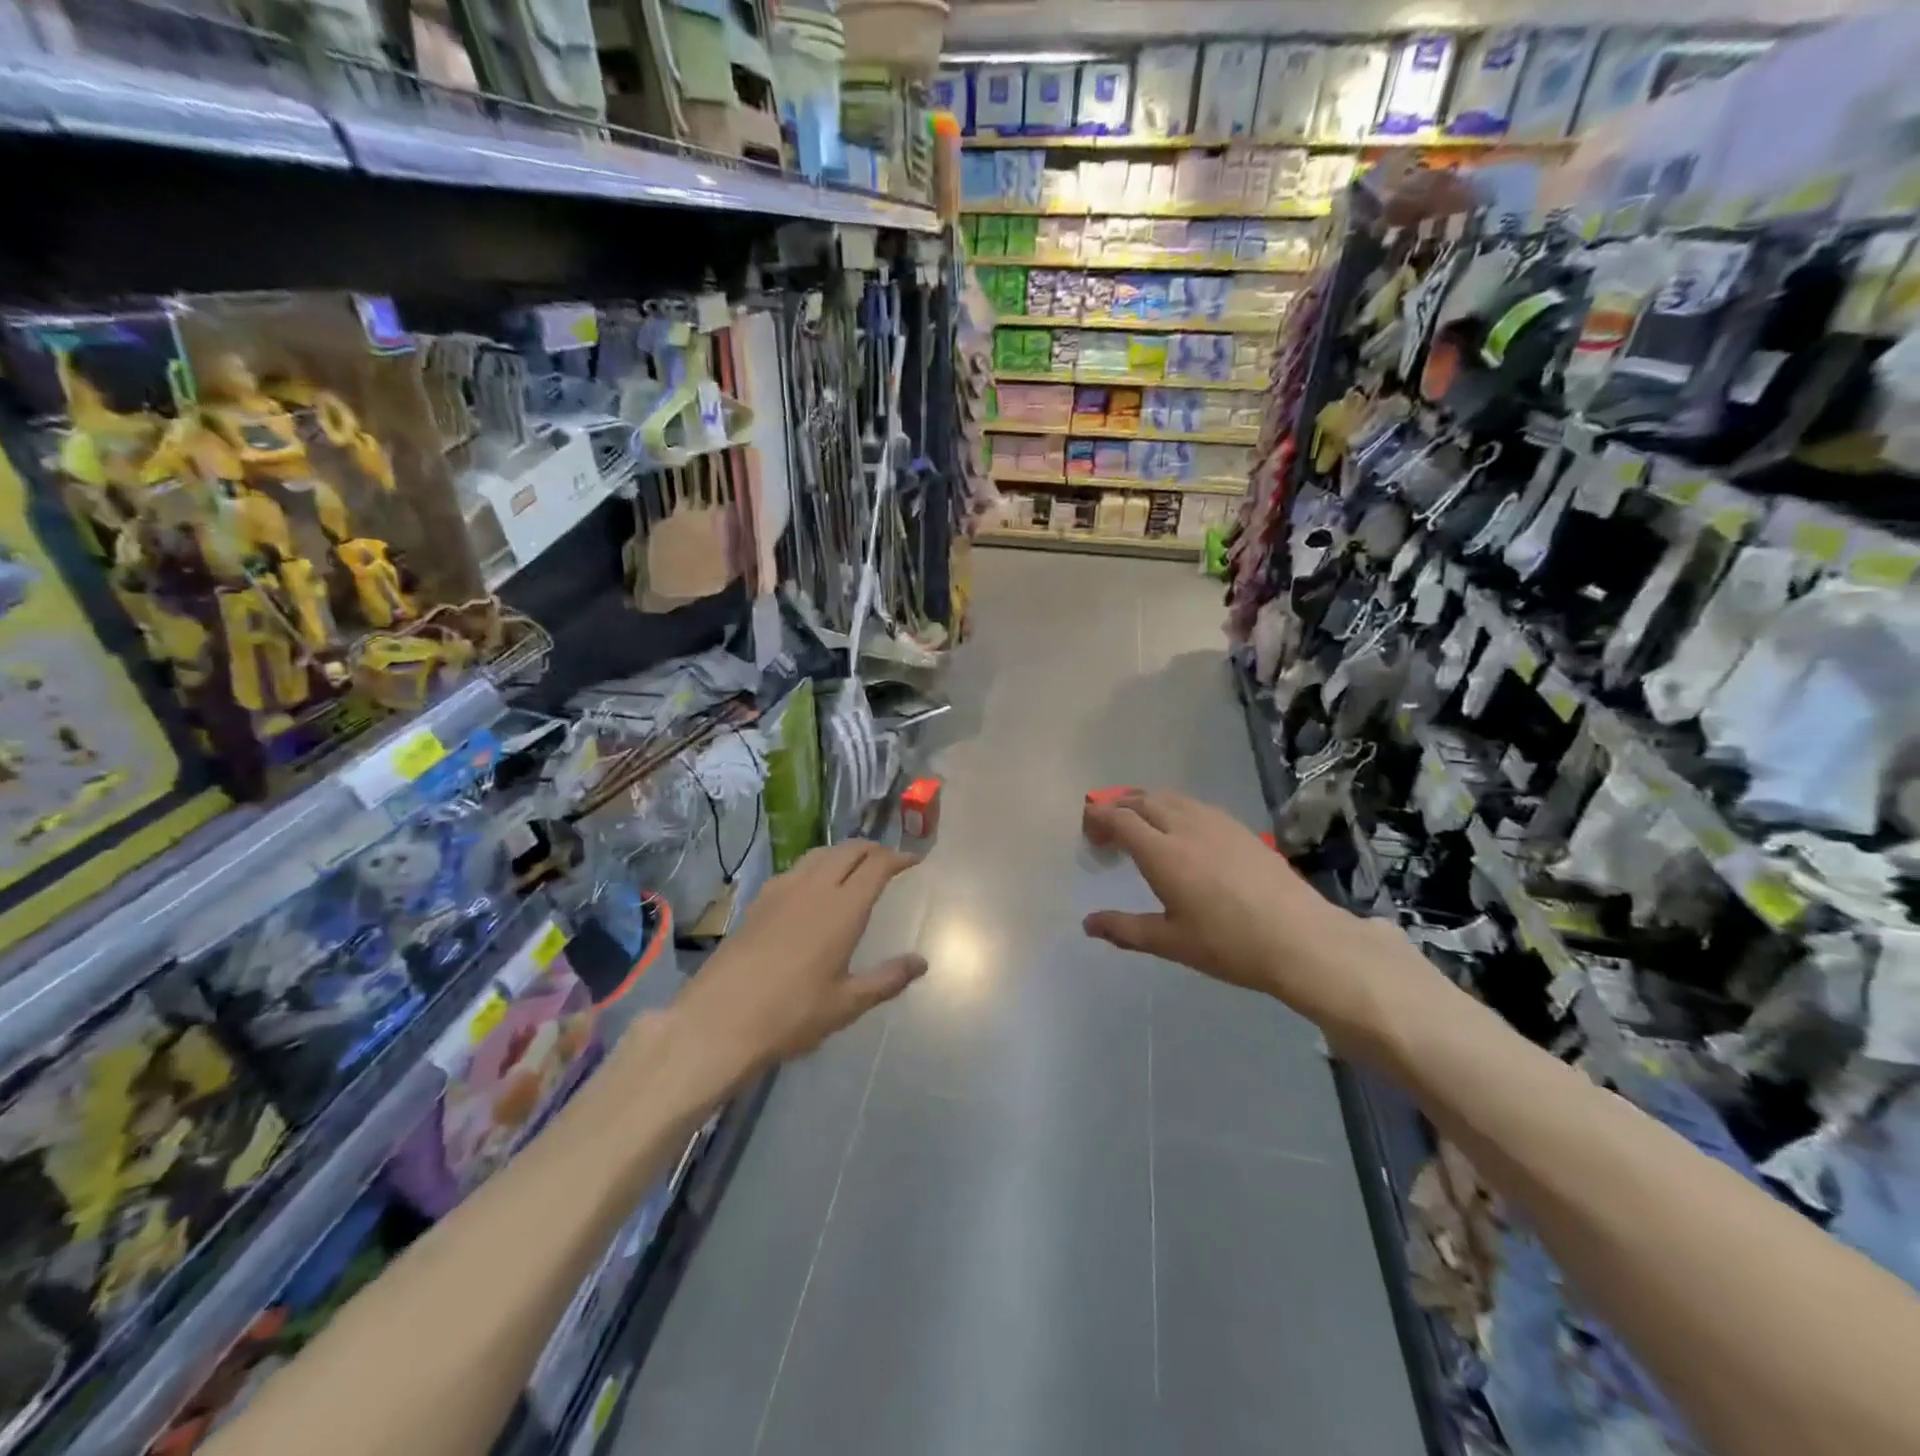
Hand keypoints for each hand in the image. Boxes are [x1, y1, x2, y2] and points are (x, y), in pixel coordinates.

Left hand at [669, 841, 925, 1085]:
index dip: (898, 858)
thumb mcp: (846, 1004)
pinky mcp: (758, 900)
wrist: (718, 1020)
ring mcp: (782, 890)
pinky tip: (814, 887)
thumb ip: (887, 979)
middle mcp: (814, 888)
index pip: (876, 865)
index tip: (913, 861)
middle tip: (888, 860)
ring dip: (843, 852)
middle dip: (873, 849)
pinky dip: (817, 865)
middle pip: (849, 850)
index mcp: (843, 909)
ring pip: (820, 854)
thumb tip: (921, 962)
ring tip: (855, 866)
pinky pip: (796, 868)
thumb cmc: (791, 1014)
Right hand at [1082, 790, 1429, 1046]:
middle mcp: (1186, 827)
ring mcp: (1216, 823)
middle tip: (1105, 828)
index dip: (1098, 818)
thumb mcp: (1171, 943)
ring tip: (1136, 823)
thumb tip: (1087, 924)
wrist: (1301, 940)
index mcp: (1163, 854)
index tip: (1086, 829)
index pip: (1120, 819)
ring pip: (1170, 797)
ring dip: (1144, 802)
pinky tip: (1178, 829)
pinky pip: (1194, 804)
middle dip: (1117, 807)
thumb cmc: (1229, 945)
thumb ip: (1124, 929)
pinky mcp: (1239, 827)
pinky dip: (1172, 807)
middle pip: (1142, 800)